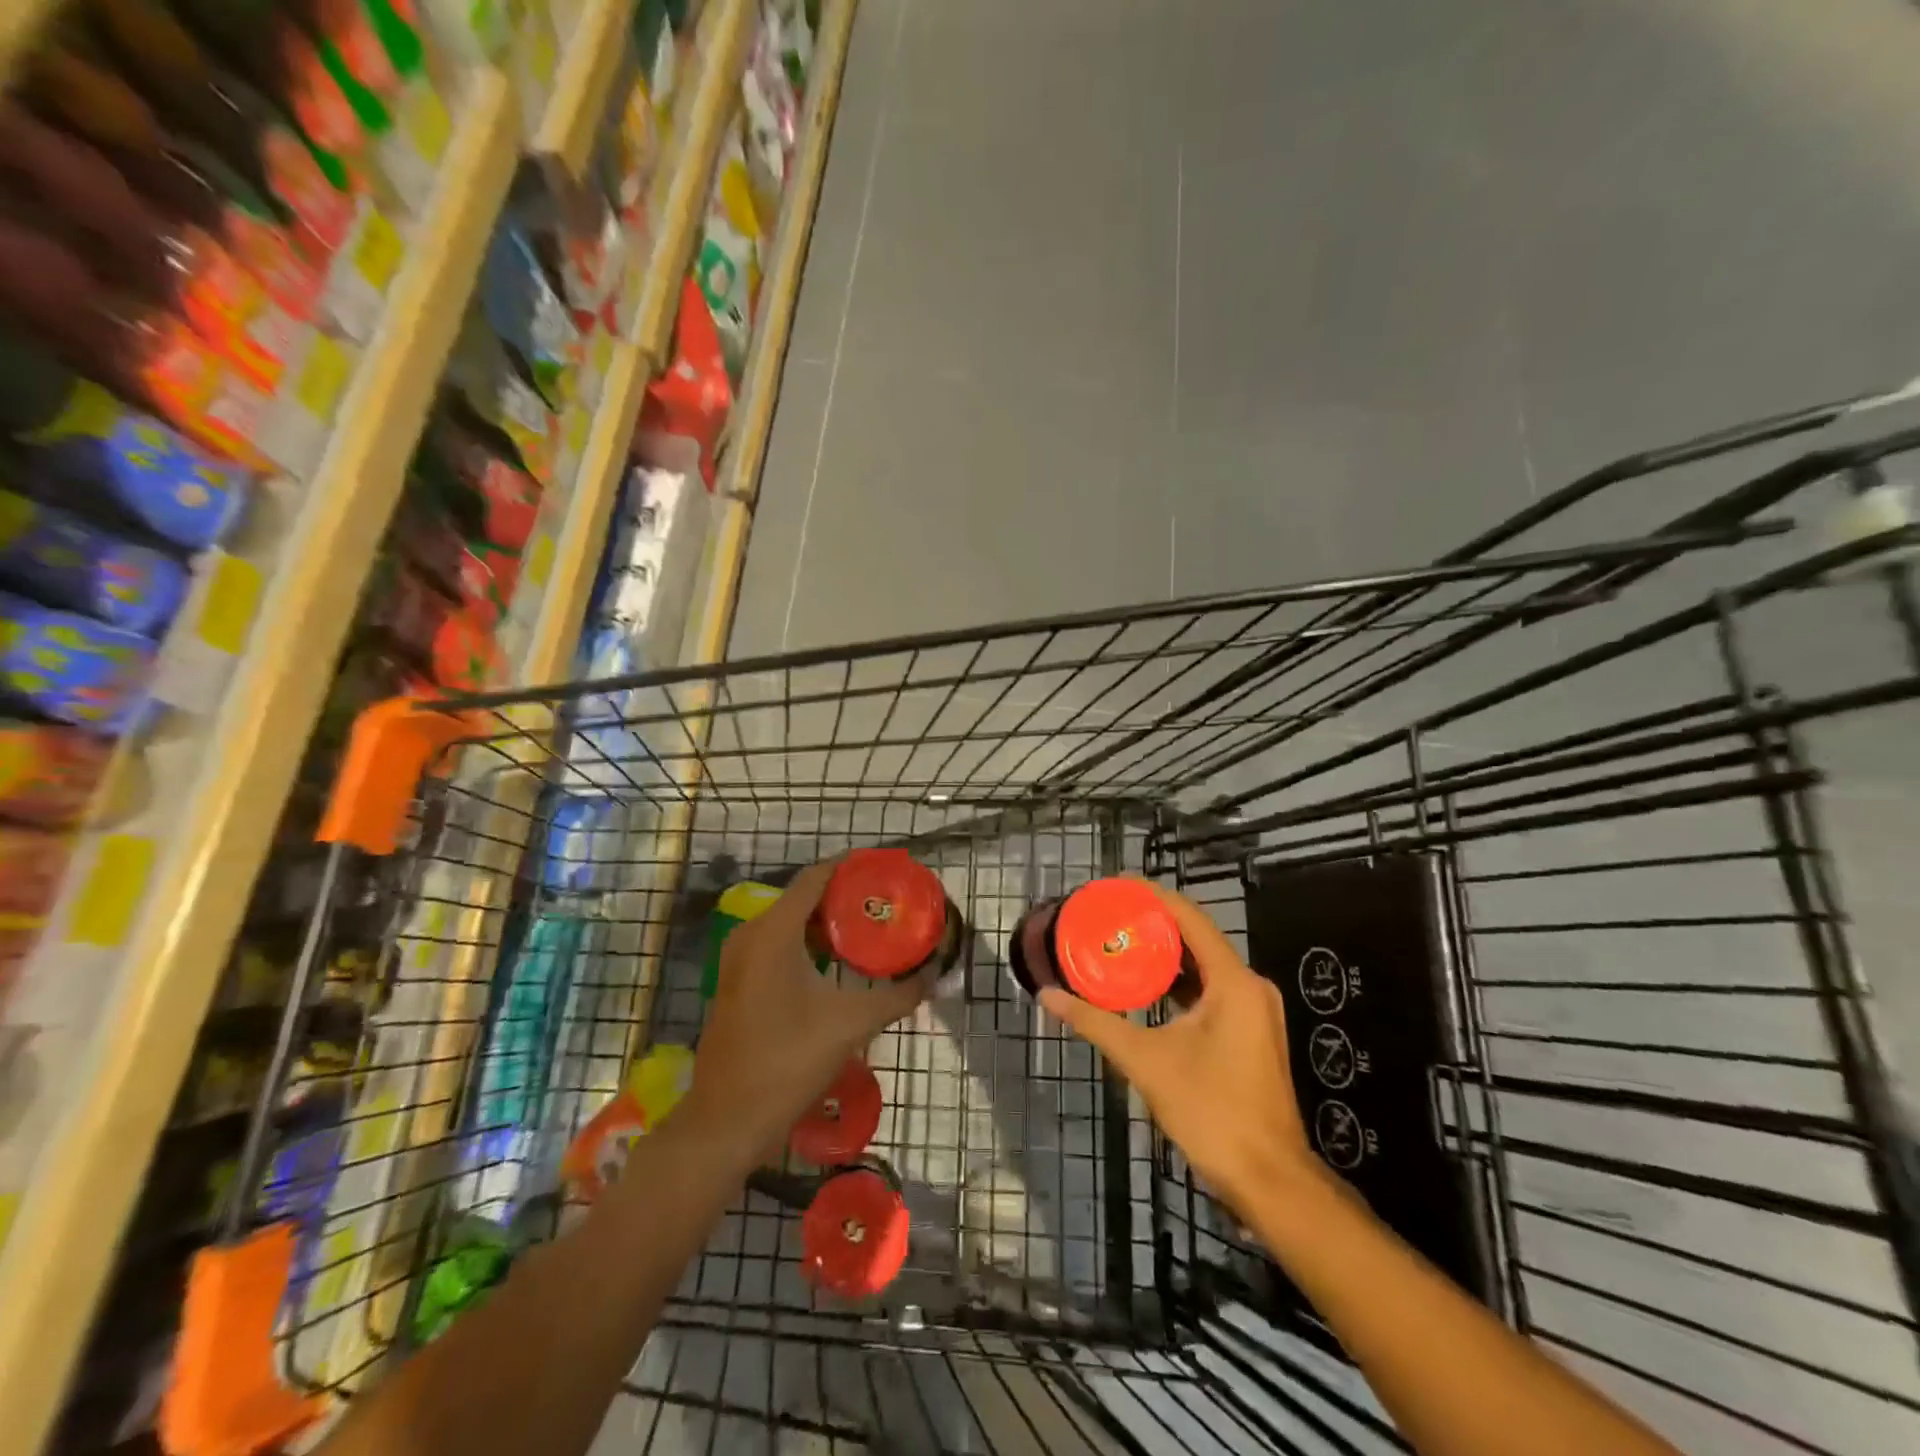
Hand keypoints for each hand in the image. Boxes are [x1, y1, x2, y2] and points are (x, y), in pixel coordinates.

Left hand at [685, 860, 933, 1163]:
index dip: (851, 866)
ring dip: (827, 923)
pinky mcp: (738, 983)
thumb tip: (933, 976)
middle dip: (844, 897)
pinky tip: (838, 963)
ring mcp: (739, 961)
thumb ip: (897, 996)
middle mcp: (751, 936)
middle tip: (885, 901)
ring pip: (790, 924)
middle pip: (803, 898)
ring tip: (869, 928)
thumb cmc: (788, 1061)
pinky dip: (808, 944)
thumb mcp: (850, 1024)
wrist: (728, 1121)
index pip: (816, 877)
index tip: (886, 867)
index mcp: (773, 932)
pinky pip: (778, 946)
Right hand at [1039, 883, 1322, 1213]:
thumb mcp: (1146, 1061)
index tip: (1113, 885)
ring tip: (1119, 942)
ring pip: (1203, 965)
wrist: (1268, 1179)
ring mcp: (1255, 1010)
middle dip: (1151, 923)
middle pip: (1196, 936)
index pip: (1188, 916)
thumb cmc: (1211, 1111)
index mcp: (1233, 981)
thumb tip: (1048, 996)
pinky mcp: (1251, 1031)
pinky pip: (1210, 989)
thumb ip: (1095, 1023)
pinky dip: (1178, 981)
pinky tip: (1145, 986)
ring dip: (1164, 954)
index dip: (1150, 895)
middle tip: (1107, 916)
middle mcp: (1249, 985)